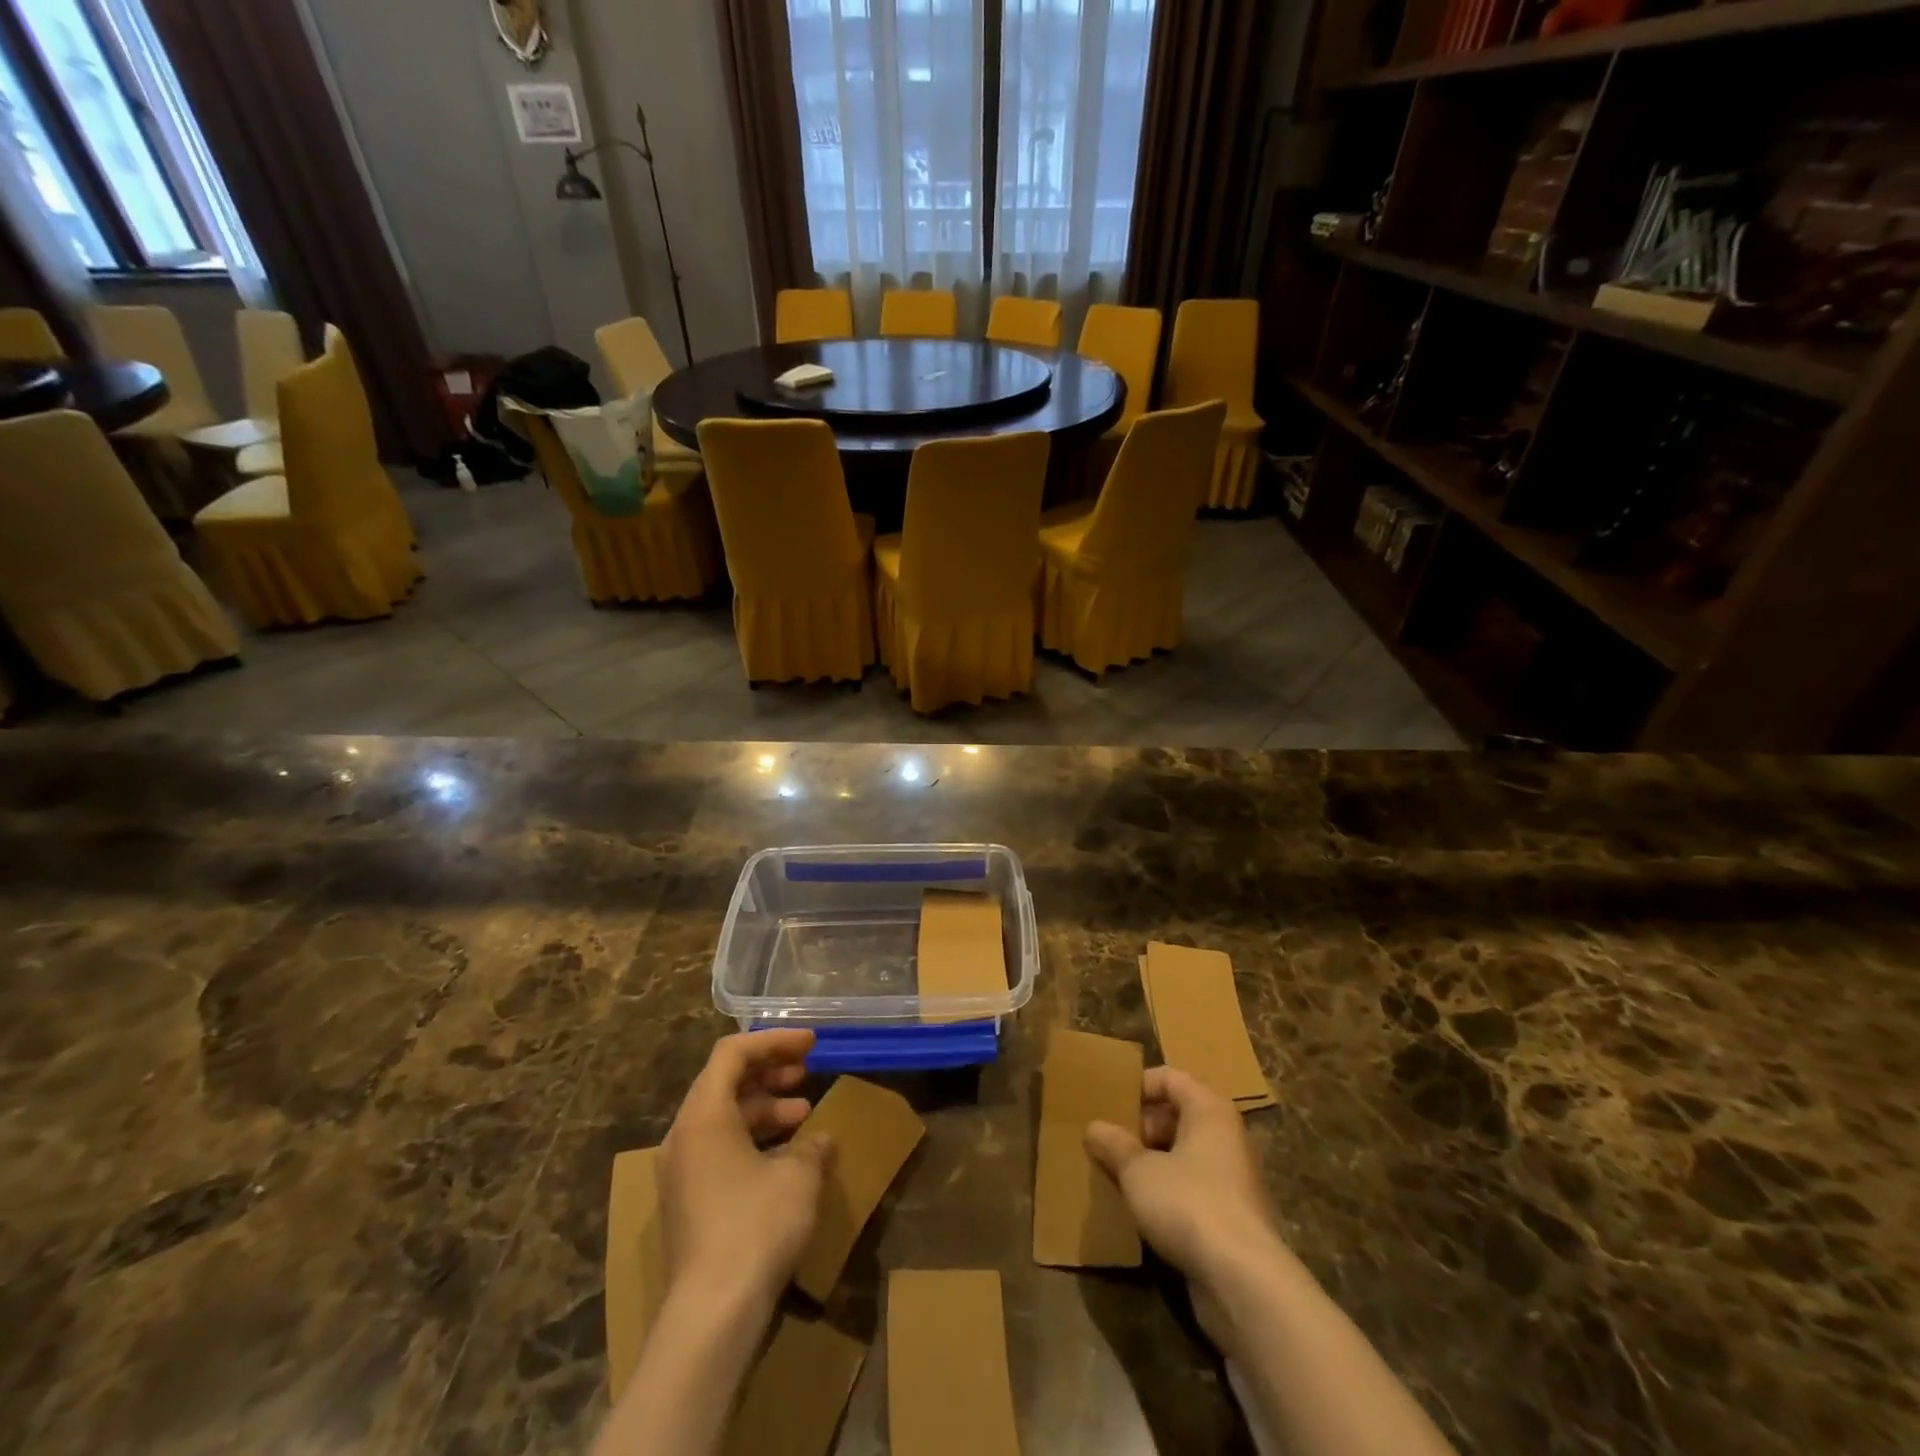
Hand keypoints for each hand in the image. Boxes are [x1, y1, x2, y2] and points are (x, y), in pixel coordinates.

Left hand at [658, 1031, 834, 1310]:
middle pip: (725, 1082)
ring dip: (765, 1108)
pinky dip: (752, 1139)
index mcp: (704, 1115)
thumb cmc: (756, 1226)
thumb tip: (820, 1139)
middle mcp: (684, 1135)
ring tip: (804, 1116)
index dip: (774, 1041)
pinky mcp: (686, 1202)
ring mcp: (680, 1171)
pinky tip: (786, 1157)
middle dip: (769, 1072)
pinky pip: (718, 1149)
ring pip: (723, 1117)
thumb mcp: (798, 1176)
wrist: (712, 1314)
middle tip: (807, 1073)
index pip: (733, 1052)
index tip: (811, 1044)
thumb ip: (812, 1146)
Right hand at [1086, 1067, 1288, 1331]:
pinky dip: (1169, 1192)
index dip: (1138, 1086)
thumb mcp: (1138, 1171)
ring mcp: (1234, 1178)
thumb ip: (1115, 1145)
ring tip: (1118, 1175)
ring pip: (1185, 1155)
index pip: (1170, 1078)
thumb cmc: (1188, 1203)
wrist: (1243, 1281)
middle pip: (1179, 1115)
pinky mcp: (1234, 1216)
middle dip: (1141, 1127)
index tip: (1109, 1104)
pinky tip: (1142, 1210)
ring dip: (1153, 1162)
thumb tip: (1094, 1127)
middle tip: (1109, 1142)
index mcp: (1209, 1110)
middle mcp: (1227, 1136)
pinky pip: (1194, 1188)